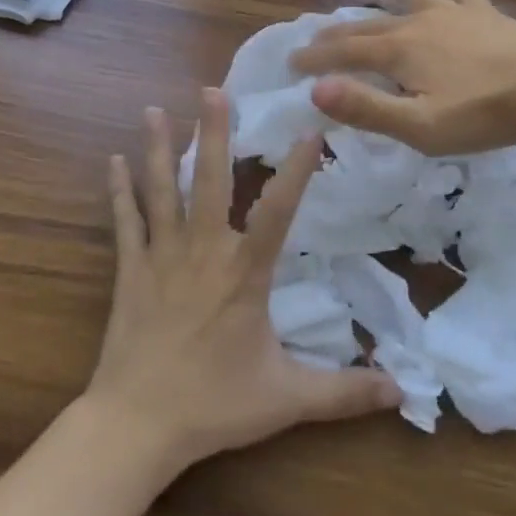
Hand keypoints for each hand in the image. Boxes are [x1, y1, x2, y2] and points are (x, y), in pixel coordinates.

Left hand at [88, 90, 401, 475]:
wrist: (137, 425)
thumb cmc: (214, 406)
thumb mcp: (288, 399)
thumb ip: (344, 391)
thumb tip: (402, 391)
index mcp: (244, 273)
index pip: (278, 211)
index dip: (296, 170)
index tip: (310, 130)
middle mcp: (203, 252)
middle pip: (209, 181)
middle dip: (213, 133)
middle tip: (212, 90)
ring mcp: (161, 257)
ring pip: (161, 191)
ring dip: (158, 149)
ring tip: (153, 110)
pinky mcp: (130, 271)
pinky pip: (125, 222)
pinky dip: (119, 191)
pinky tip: (113, 161)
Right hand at [290, 0, 515, 154]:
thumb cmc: (483, 113)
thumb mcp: (419, 126)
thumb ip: (366, 108)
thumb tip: (315, 90)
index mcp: (399, 52)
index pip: (345, 53)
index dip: (316, 59)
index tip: (292, 64)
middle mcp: (418, 24)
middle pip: (369, 25)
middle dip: (338, 33)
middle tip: (315, 39)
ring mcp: (452, 14)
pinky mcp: (483, 14)